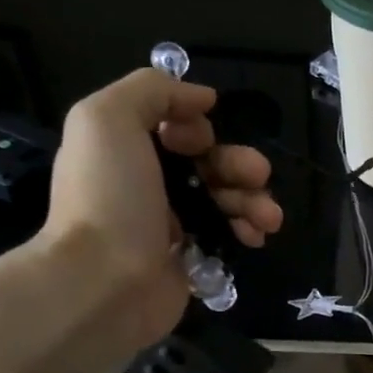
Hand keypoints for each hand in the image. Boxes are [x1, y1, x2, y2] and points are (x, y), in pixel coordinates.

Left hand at [36, 68, 282, 350]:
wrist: (103, 282)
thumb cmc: (108, 197)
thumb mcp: (108, 118)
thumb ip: (152, 90)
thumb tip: (202, 98)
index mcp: (127, 148)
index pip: (176, 127)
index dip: (199, 128)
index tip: (203, 140)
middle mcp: (149, 182)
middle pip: (209, 163)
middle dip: (240, 164)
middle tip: (258, 175)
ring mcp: (171, 224)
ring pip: (226, 199)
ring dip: (254, 200)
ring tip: (269, 217)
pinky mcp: (191, 259)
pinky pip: (229, 234)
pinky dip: (249, 230)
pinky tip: (258, 236)